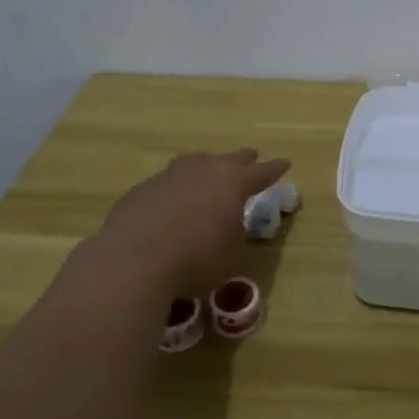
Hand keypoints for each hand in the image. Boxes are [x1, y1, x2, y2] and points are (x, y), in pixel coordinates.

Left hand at [78, 148, 290, 301]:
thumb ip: (238, 238)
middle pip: (230, 159)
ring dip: (207, 167)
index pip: (262, 172)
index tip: (285, 163)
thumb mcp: (233, 256)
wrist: (133, 261)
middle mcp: (204, 169)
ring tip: (209, 172)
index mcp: (233, 182)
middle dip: (243, 160)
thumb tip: (234, 231)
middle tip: (251, 157)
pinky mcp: (143, 189)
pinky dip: (177, 188)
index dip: (275, 169)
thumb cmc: (196, 260)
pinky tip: (173, 203)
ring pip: (195, 163)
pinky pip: (168, 182)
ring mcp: (170, 175)